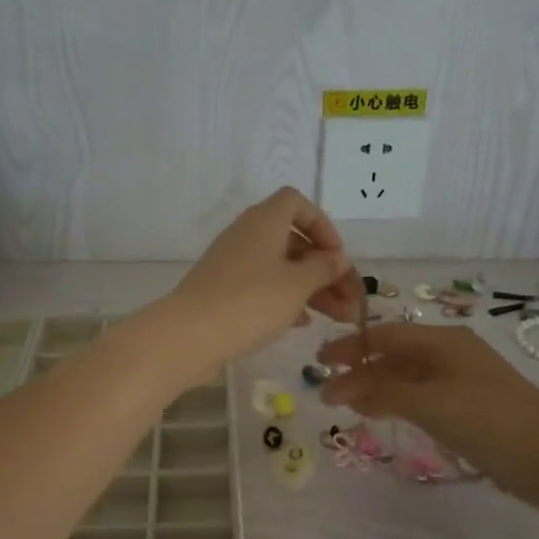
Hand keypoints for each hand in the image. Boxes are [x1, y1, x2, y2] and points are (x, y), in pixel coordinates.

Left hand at [162, 188, 359, 375]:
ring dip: (310, 287)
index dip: (321, 225)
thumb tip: (336, 258)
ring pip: (280, 266)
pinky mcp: (223, 289)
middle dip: (324, 268)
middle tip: (348, 298)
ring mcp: (232, 263)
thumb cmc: (250, 302)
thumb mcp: (297, 285)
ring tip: (338, 317)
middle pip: (293, 240)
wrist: (189, 335)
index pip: (295, 203)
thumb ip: (323, 269)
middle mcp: (247, 235)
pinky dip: (285, 298)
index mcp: (264, 221)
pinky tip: (302, 323)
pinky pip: (262, 285)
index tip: (336, 256)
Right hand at [317, 321, 538, 471]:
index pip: (384, 335)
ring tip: (349, 406)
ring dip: (377, 388)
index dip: (350, 347)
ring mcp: (463, 380)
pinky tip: (384, 415)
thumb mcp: (429, 403)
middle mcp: (452, 353)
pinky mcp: (471, 406)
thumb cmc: (488, 420)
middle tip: (328, 393)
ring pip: (408, 377)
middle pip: (395, 355)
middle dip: (360, 370)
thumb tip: (341, 388)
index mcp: (443, 341)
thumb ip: (382, 392)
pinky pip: (423, 396)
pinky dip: (398, 402)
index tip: (319, 364)